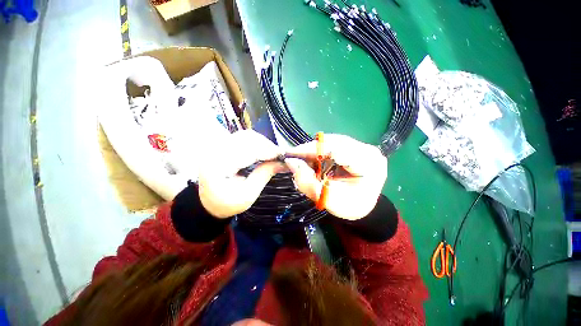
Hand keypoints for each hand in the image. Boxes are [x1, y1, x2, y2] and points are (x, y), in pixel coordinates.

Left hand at [197, 130, 284, 217]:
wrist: (209, 203)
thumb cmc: (227, 203)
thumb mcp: (248, 194)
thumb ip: (264, 175)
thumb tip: (282, 163)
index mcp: (218, 166)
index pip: (247, 150)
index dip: (268, 150)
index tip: (283, 155)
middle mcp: (215, 151)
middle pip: (247, 138)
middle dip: (267, 145)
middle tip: (279, 155)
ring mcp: (217, 146)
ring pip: (246, 135)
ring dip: (262, 143)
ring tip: (272, 153)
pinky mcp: (222, 146)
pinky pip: (242, 138)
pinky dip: (256, 143)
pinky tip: (263, 151)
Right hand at [285, 134, 386, 219]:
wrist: (363, 207)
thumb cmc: (349, 207)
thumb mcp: (328, 200)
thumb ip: (308, 182)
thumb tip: (291, 162)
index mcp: (368, 164)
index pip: (336, 150)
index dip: (311, 150)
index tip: (291, 155)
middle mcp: (368, 150)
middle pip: (333, 142)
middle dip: (311, 150)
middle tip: (293, 157)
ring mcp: (363, 147)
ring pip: (332, 141)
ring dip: (314, 150)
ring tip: (302, 159)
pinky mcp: (356, 147)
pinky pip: (334, 144)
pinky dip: (320, 151)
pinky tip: (313, 158)